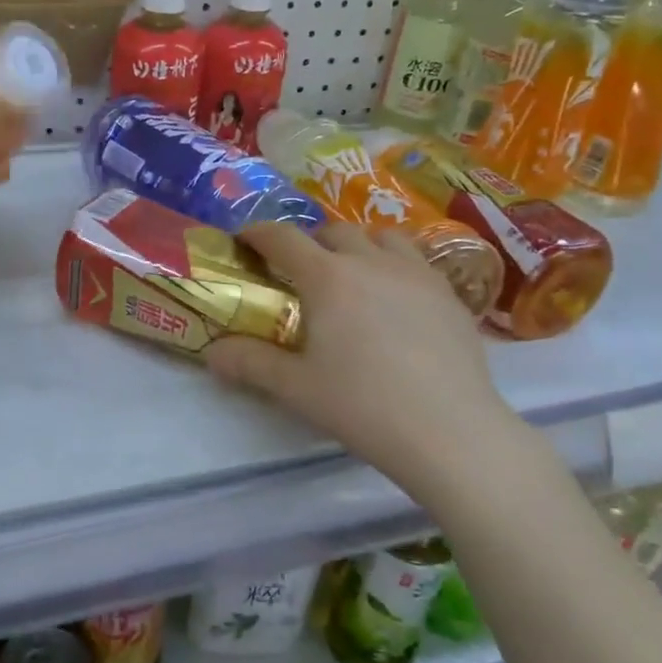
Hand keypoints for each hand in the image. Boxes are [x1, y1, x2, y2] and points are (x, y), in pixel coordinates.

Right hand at [204, 221, 515, 489]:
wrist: (450, 431)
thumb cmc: (363, 406)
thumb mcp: (296, 388)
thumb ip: (249, 363)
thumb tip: (211, 353)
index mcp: (328, 277)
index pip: (283, 238)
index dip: (258, 233)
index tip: (245, 240)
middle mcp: (372, 262)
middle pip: (334, 231)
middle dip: (310, 241)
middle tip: (300, 271)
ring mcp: (417, 274)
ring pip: (382, 237)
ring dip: (358, 246)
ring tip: (353, 275)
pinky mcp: (450, 294)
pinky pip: (416, 262)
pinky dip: (396, 267)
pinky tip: (397, 302)